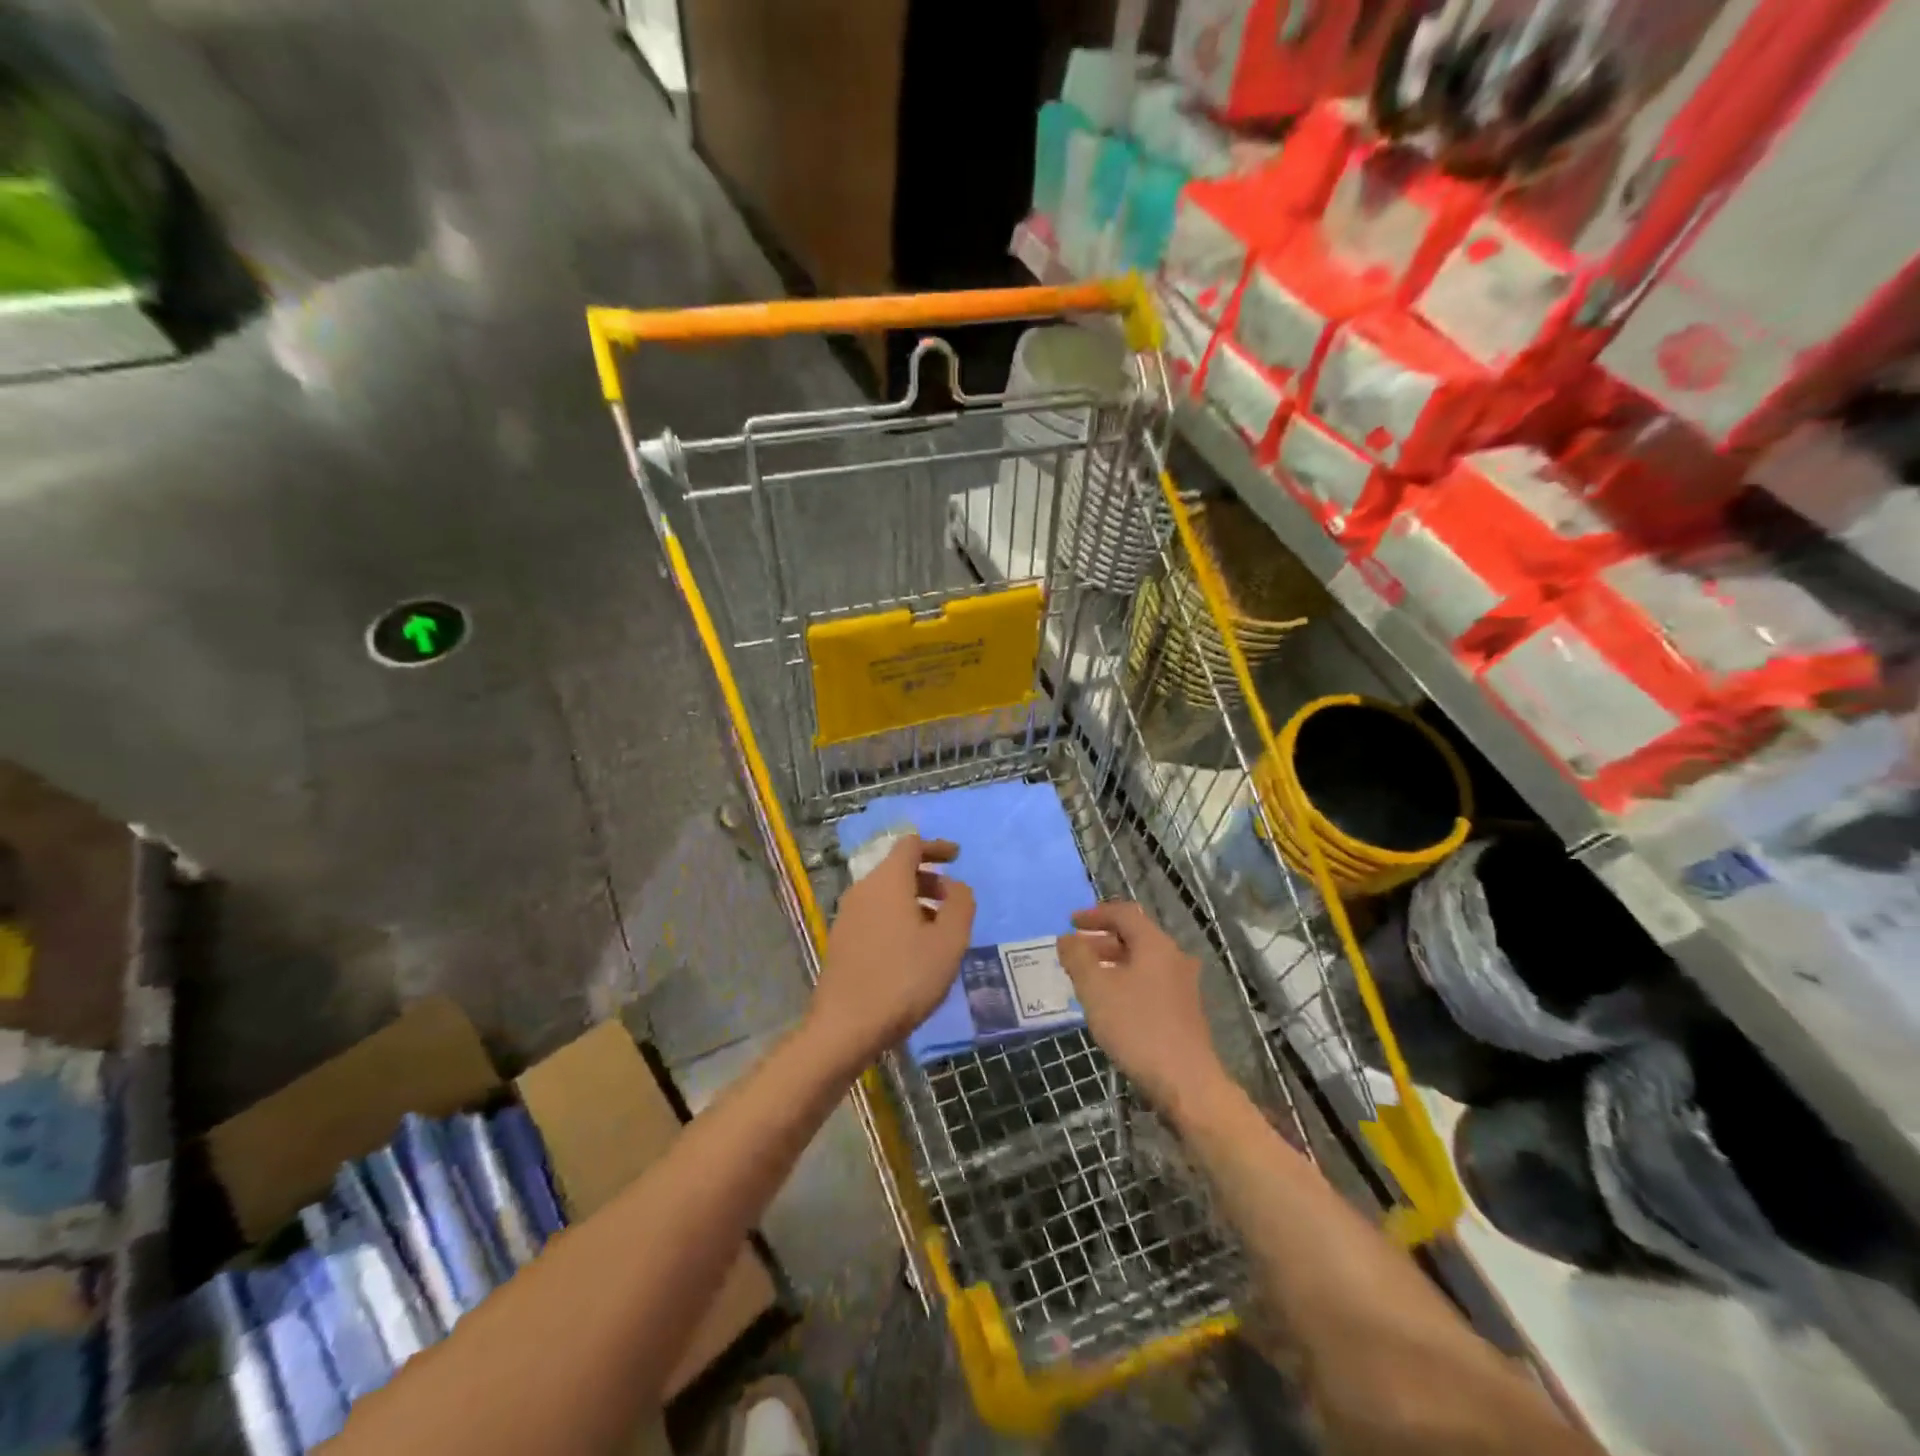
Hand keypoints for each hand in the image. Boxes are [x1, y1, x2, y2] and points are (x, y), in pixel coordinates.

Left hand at [810, 836, 975, 1068]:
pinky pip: (875, 915)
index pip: (910, 844)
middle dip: (929, 880)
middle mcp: (863, 890)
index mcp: (888, 882)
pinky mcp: (841, 940)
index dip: (936, 847)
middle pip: (898, 869)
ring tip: (938, 934)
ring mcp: (847, 916)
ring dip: (915, 903)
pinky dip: (898, 919)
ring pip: (887, 895)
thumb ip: (960, 905)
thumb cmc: (904, 979)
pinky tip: (912, 952)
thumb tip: (955, 886)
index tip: (957, 858)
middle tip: (953, 905)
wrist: (846, 1027)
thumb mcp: (948, 942)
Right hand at [1058, 902, 1232, 1116]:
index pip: (1123, 914)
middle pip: (1134, 936)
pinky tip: (1110, 1004)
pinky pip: (1149, 981)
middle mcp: (1173, 957)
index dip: (1094, 915)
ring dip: (1112, 963)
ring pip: (1142, 961)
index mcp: (1155, 945)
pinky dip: (1126, 981)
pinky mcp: (1184, 1010)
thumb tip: (1067, 939)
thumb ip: (1078, 958)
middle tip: (1074, 952)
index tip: (1070, 923)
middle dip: (1100, 940)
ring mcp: (1182, 985)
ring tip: (1086, 979)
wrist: (1186, 1083)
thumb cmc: (1137, 1028)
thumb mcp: (1096, 990)